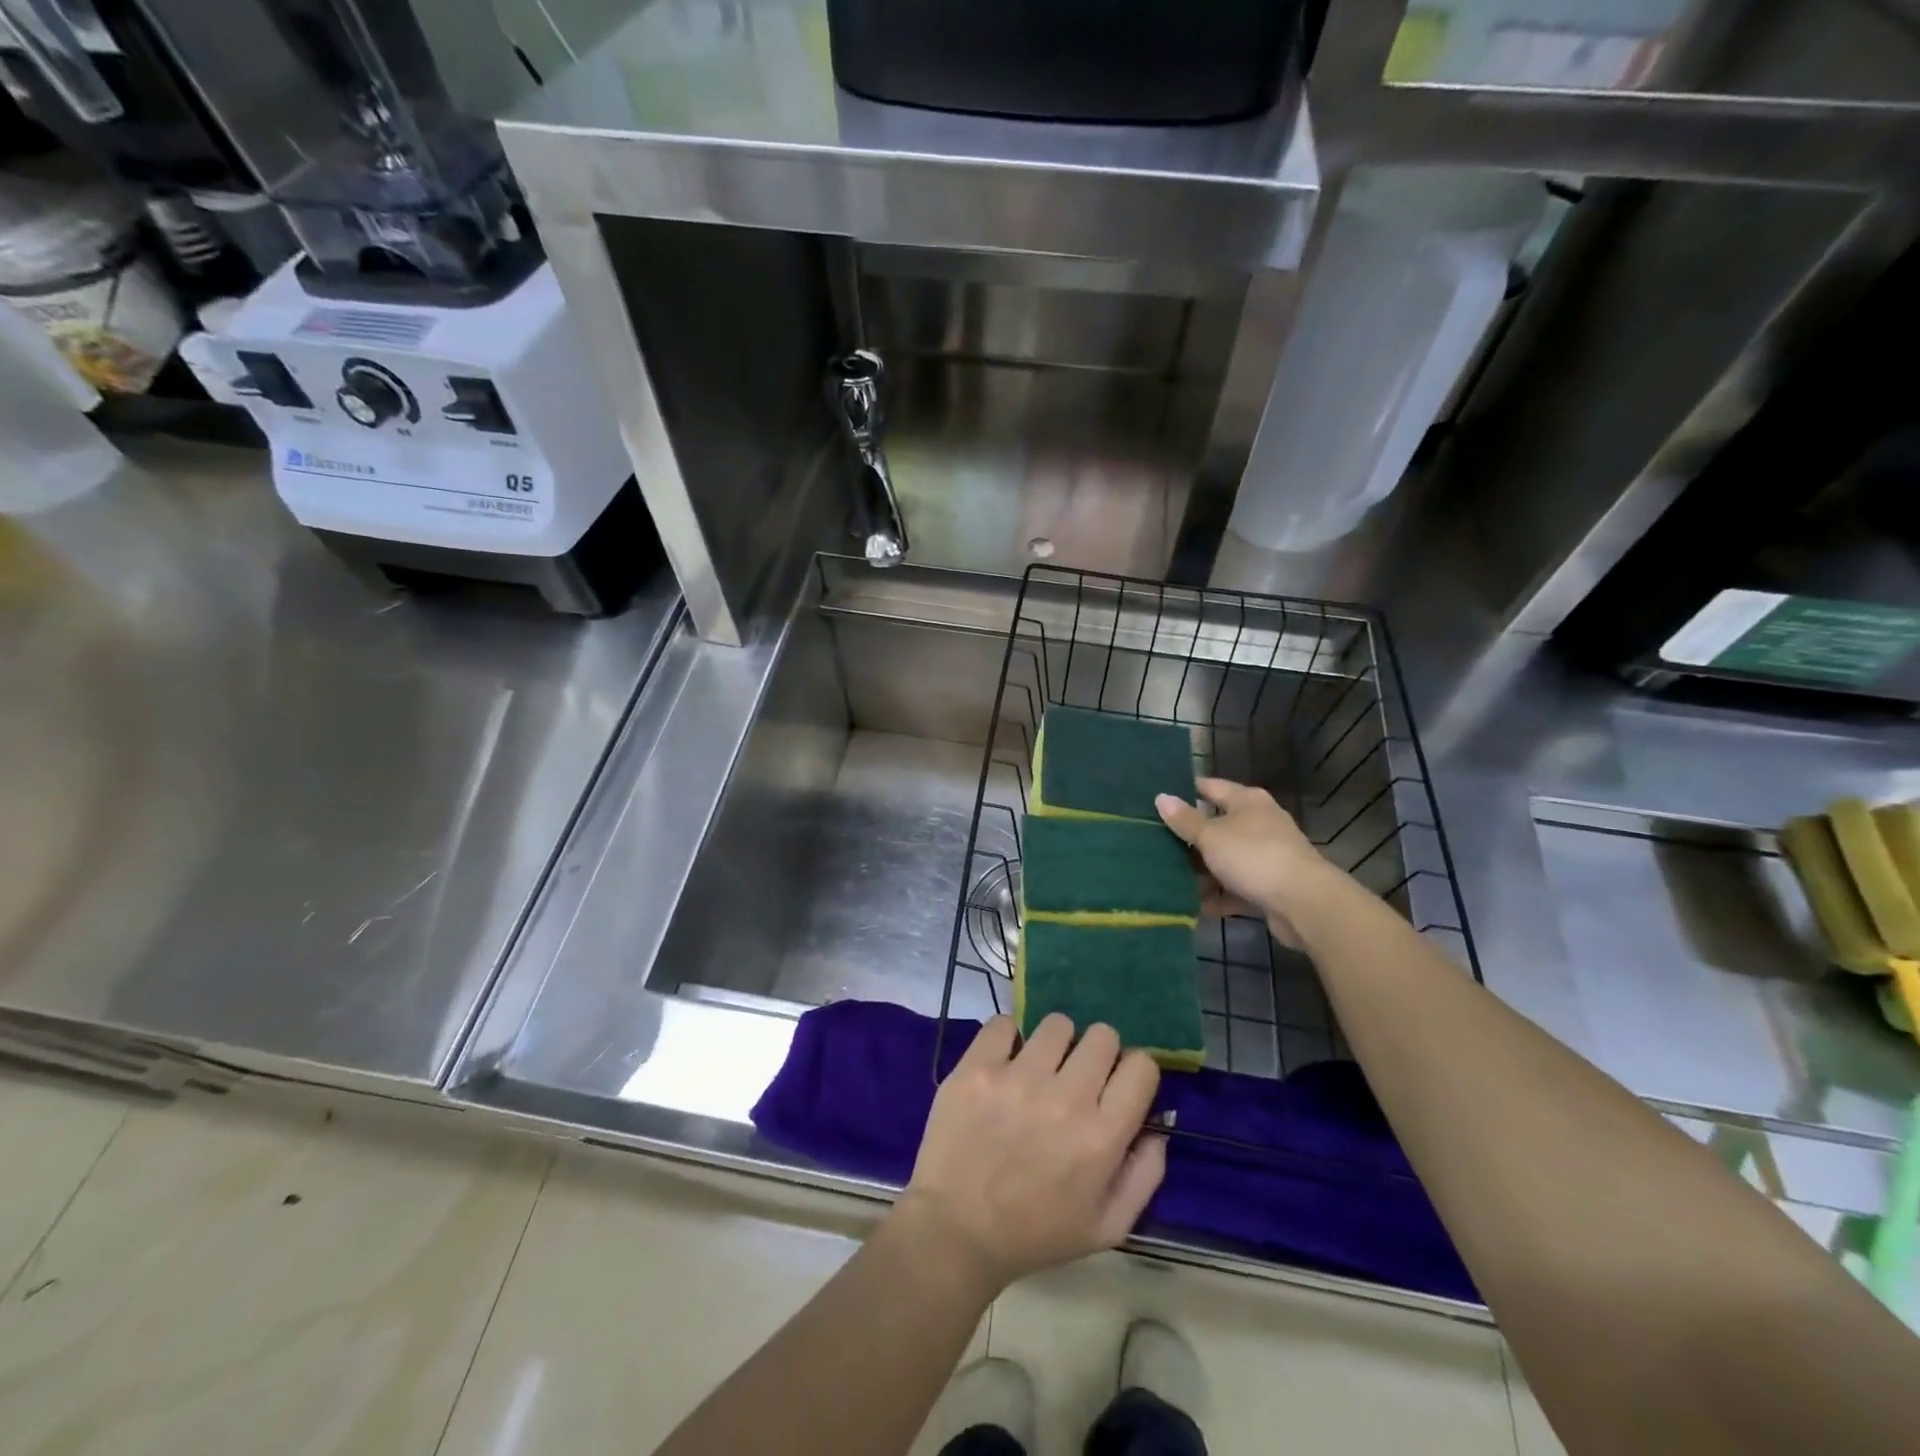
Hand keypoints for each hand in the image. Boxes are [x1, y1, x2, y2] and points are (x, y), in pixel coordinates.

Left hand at [897, 1015, 1164, 1292]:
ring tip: (1038, 1069)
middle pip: (1102, 1035)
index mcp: (1101, 1137)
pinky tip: (1004, 1063)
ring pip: (1057, 1024)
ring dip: (1054, 1044)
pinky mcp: (977, 1068)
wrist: (956, 1230)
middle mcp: (1065, 1099)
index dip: (1133, 1071)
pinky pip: (1004, 1024)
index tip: (1116, 1084)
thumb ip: (1145, 1174)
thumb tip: (1157, 1126)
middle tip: (1076, 1077)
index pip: (1141, 1066)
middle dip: (1096, 1054)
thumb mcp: (1108, 1227)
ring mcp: (1017, 1078)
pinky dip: (1008, 1038)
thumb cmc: (1036, 1233)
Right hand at [1156, 777, 1343, 946]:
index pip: (1211, 787)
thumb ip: (1185, 820)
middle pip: (1217, 825)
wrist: (1304, 903)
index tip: (1158, 798)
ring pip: (1225, 858)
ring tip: (1169, 878)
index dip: (1186, 790)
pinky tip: (1196, 905)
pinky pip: (1236, 887)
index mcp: (1247, 801)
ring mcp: (1266, 855)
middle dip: (1189, 837)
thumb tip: (1161, 797)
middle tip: (1155, 842)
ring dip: (1202, 870)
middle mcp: (1259, 822)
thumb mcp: (1211, 836)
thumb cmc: (1253, 857)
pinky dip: (1219, 895)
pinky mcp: (1270, 885)